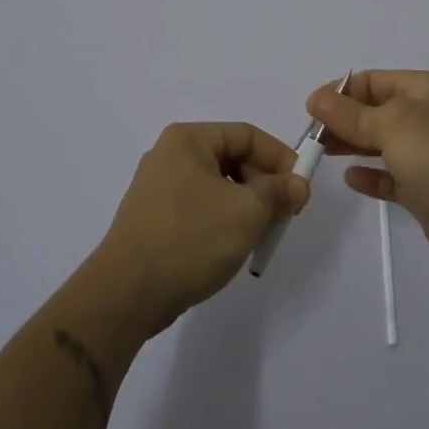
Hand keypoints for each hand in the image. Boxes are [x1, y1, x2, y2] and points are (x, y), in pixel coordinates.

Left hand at [96, 122, 307, 334]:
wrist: (127, 293)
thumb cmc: (191, 238)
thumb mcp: (247, 212)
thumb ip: (278, 192)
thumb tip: (297, 184)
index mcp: (188, 140)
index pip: (247, 135)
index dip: (279, 157)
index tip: (301, 188)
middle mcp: (169, 155)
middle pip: (232, 159)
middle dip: (263, 186)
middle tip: (283, 217)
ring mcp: (157, 189)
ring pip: (217, 187)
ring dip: (245, 207)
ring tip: (259, 236)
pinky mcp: (152, 219)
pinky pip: (199, 209)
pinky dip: (221, 222)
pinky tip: (230, 248)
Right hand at [308, 71, 428, 275]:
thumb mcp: (392, 124)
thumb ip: (351, 114)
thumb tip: (317, 98)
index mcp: (425, 89)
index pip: (373, 80)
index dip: (340, 91)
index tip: (310, 109)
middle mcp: (428, 117)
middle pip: (376, 111)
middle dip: (343, 119)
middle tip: (311, 136)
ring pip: (381, 143)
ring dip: (352, 145)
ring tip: (320, 153)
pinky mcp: (427, 190)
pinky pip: (392, 177)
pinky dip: (371, 176)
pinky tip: (351, 179)